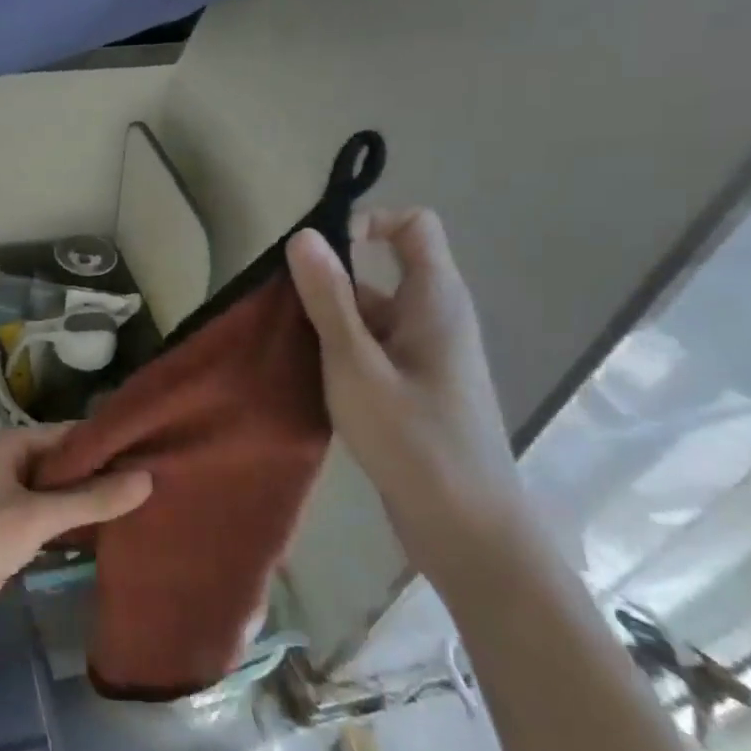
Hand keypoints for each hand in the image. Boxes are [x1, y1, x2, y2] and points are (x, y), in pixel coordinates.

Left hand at [0, 426, 151, 652]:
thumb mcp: (35, 515)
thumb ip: (91, 499)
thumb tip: (148, 478)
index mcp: (11, 445)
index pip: (71, 434)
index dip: (110, 443)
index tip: (157, 449)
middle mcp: (12, 466)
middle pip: (67, 465)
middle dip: (106, 475)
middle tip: (163, 482)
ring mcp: (11, 503)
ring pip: (62, 497)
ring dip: (95, 503)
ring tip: (151, 506)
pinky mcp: (12, 537)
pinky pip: (54, 524)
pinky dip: (79, 527)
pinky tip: (117, 535)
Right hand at [286, 209, 526, 591]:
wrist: (466, 527)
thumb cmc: (413, 439)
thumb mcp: (356, 364)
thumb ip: (329, 299)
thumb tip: (304, 236)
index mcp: (435, 300)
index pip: (413, 226)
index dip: (368, 223)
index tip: (319, 254)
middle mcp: (435, 318)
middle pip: (380, 272)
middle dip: (329, 283)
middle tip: (284, 313)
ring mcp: (425, 355)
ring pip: (370, 314)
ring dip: (328, 322)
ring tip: (287, 350)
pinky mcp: (413, 386)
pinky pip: (372, 347)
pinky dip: (339, 351)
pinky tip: (309, 378)